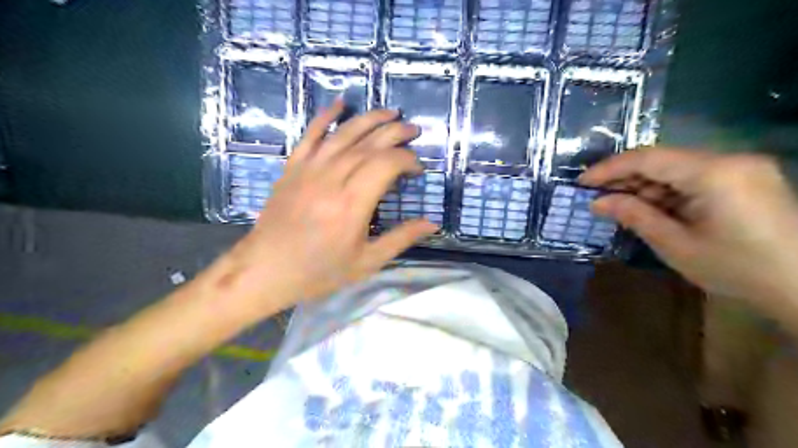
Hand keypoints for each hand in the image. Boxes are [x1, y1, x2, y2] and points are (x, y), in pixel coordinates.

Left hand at [219, 100, 435, 308]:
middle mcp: (332, 178)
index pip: (387, 164)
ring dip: (370, 119)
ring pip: (344, 134)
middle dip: (396, 133)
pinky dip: (325, 116)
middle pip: (369, 144)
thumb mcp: (366, 262)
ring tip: (391, 112)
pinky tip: (340, 103)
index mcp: (352, 204)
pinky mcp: (292, 167)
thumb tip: (432, 223)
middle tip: (413, 130)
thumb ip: (400, 238)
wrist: (265, 270)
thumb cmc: (319, 271)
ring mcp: (309, 169)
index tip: (417, 169)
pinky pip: (310, 134)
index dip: (407, 160)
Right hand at [578, 149, 797, 309]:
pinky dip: (667, 191)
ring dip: (644, 185)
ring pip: (676, 168)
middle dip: (625, 178)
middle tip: (596, 196)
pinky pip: (693, 177)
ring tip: (618, 205)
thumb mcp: (675, 245)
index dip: (609, 168)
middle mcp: (729, 160)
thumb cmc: (737, 269)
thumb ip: (634, 216)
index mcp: (714, 173)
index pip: (648, 158)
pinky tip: (650, 207)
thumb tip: (597, 202)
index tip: (582, 182)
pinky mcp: (745, 178)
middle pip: (662, 159)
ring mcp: (741, 167)